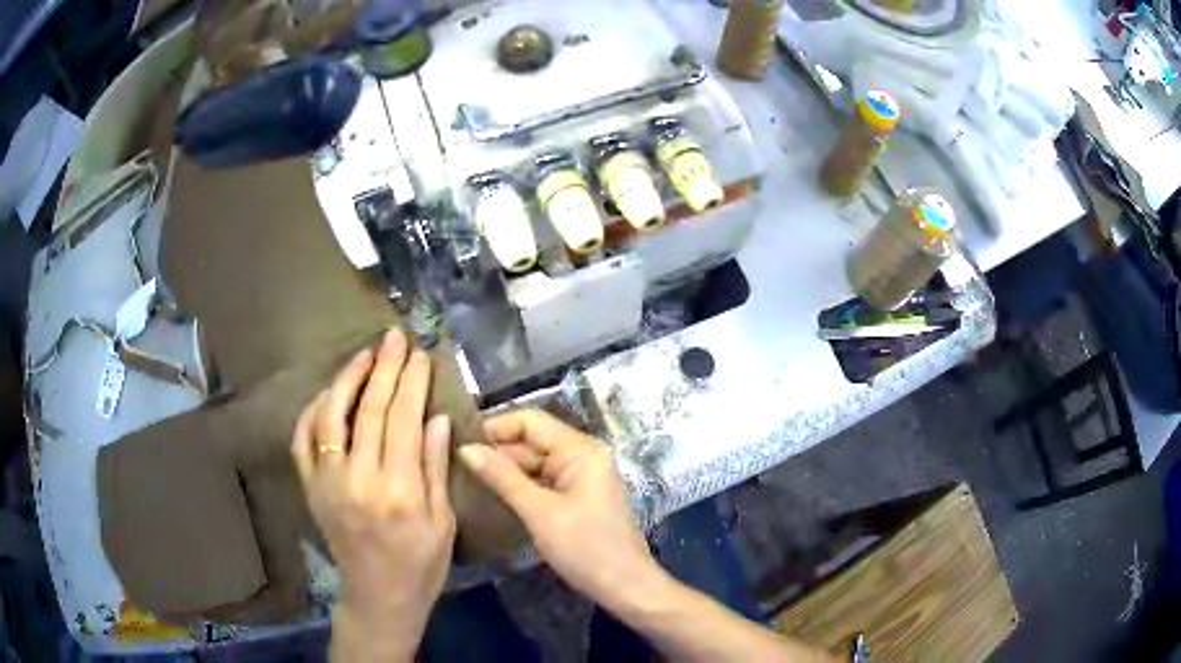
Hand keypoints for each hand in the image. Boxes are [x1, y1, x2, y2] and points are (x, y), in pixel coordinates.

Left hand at [291, 330, 455, 660]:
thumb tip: (436, 417)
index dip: (411, 382)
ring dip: (347, 379)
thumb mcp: (443, 521)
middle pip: (370, 409)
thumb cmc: (422, 563)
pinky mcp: (311, 489)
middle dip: (385, 367)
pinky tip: (328, 393)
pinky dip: (313, 411)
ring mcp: (328, 483)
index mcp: (399, 490)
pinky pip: (303, 441)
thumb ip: (435, 467)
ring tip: (365, 354)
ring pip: (331, 416)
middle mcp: (359, 480)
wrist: (379, 595)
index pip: (403, 419)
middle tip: (395, 337)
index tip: (420, 354)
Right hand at [458, 410, 657, 606]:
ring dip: (505, 471)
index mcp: (580, 450)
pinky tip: (491, 496)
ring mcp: (581, 478)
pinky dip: (519, 487)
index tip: (459, 440)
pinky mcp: (577, 498)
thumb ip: (502, 477)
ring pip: (535, 464)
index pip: (531, 421)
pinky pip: (543, 483)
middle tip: (454, 464)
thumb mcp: (540, 512)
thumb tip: (465, 449)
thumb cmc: (585, 548)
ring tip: (465, 479)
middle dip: (496, 452)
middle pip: (532, 442)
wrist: (625, 587)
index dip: (495, 427)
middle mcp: (582, 456)